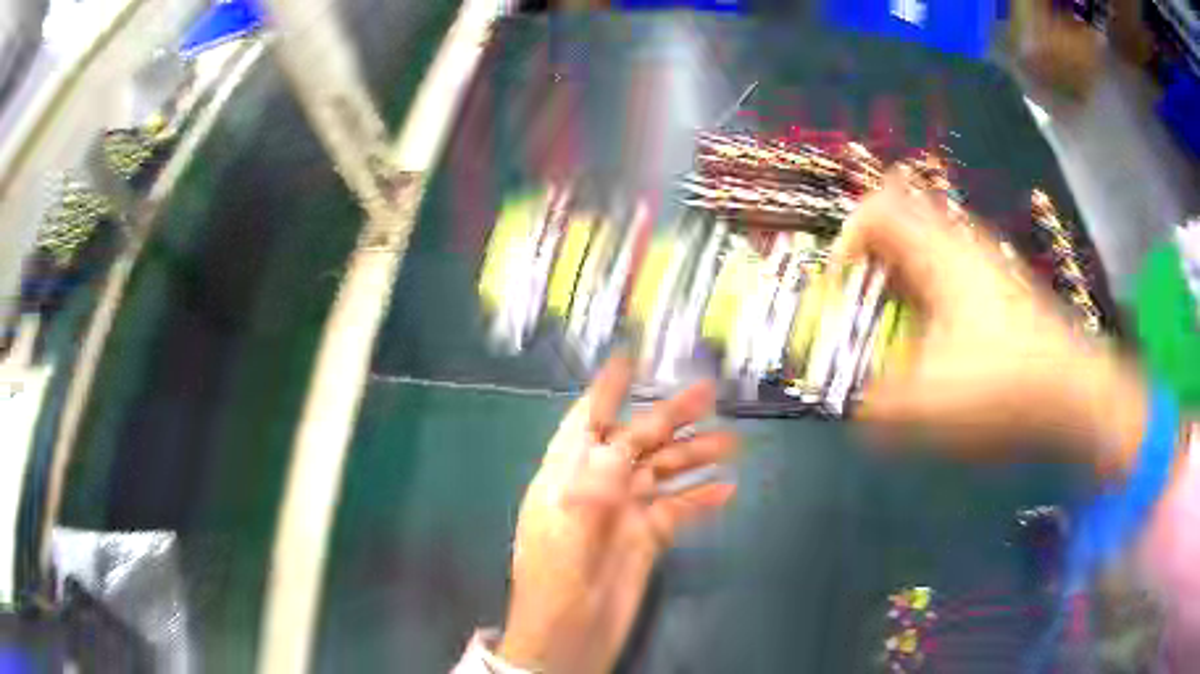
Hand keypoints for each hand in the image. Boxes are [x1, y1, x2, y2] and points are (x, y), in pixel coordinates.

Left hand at [500, 357, 738, 673]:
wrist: (567, 640)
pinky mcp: (646, 539)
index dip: (606, 391)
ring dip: (694, 455)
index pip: (586, 423)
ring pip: (663, 473)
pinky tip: (726, 488)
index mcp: (566, 479)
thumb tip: (620, 443)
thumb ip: (592, 486)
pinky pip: (678, 510)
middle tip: (708, 394)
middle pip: (637, 443)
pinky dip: (701, 497)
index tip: (629, 360)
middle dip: (670, 417)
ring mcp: (624, 514)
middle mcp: (597, 488)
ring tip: (731, 441)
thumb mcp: (566, 533)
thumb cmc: (554, 587)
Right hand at [834, 172, 1147, 475]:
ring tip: (901, 325)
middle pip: (903, 215)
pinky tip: (942, 338)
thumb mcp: (929, 405)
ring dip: (904, 274)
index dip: (846, 240)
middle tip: (866, 300)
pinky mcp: (1002, 284)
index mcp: (938, 254)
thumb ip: (879, 406)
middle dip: (874, 255)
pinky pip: (952, 266)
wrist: (1075, 391)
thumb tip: (856, 406)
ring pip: (929, 242)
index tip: (841, 287)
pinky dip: (931, 290)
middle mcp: (961, 243)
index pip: (876, 208)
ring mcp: (986, 260)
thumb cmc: (1003, 385)